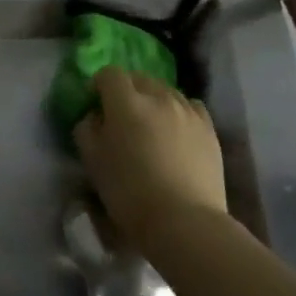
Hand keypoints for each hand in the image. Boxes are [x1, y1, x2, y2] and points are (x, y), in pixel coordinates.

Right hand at [73, 66, 226, 251]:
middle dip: (126, 90)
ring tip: (150, 126)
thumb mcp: (92, 161)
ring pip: (165, 91)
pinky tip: (175, 131)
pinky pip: (189, 106)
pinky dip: (178, 111)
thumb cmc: (129, 192)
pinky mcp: (209, 129)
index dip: (98, 85)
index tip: (95, 105)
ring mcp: (188, 111)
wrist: (184, 221)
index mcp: (126, 102)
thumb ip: (86, 129)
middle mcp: (159, 97)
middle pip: (139, 78)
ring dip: (153, 100)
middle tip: (121, 117)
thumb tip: (94, 116)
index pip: (109, 74)